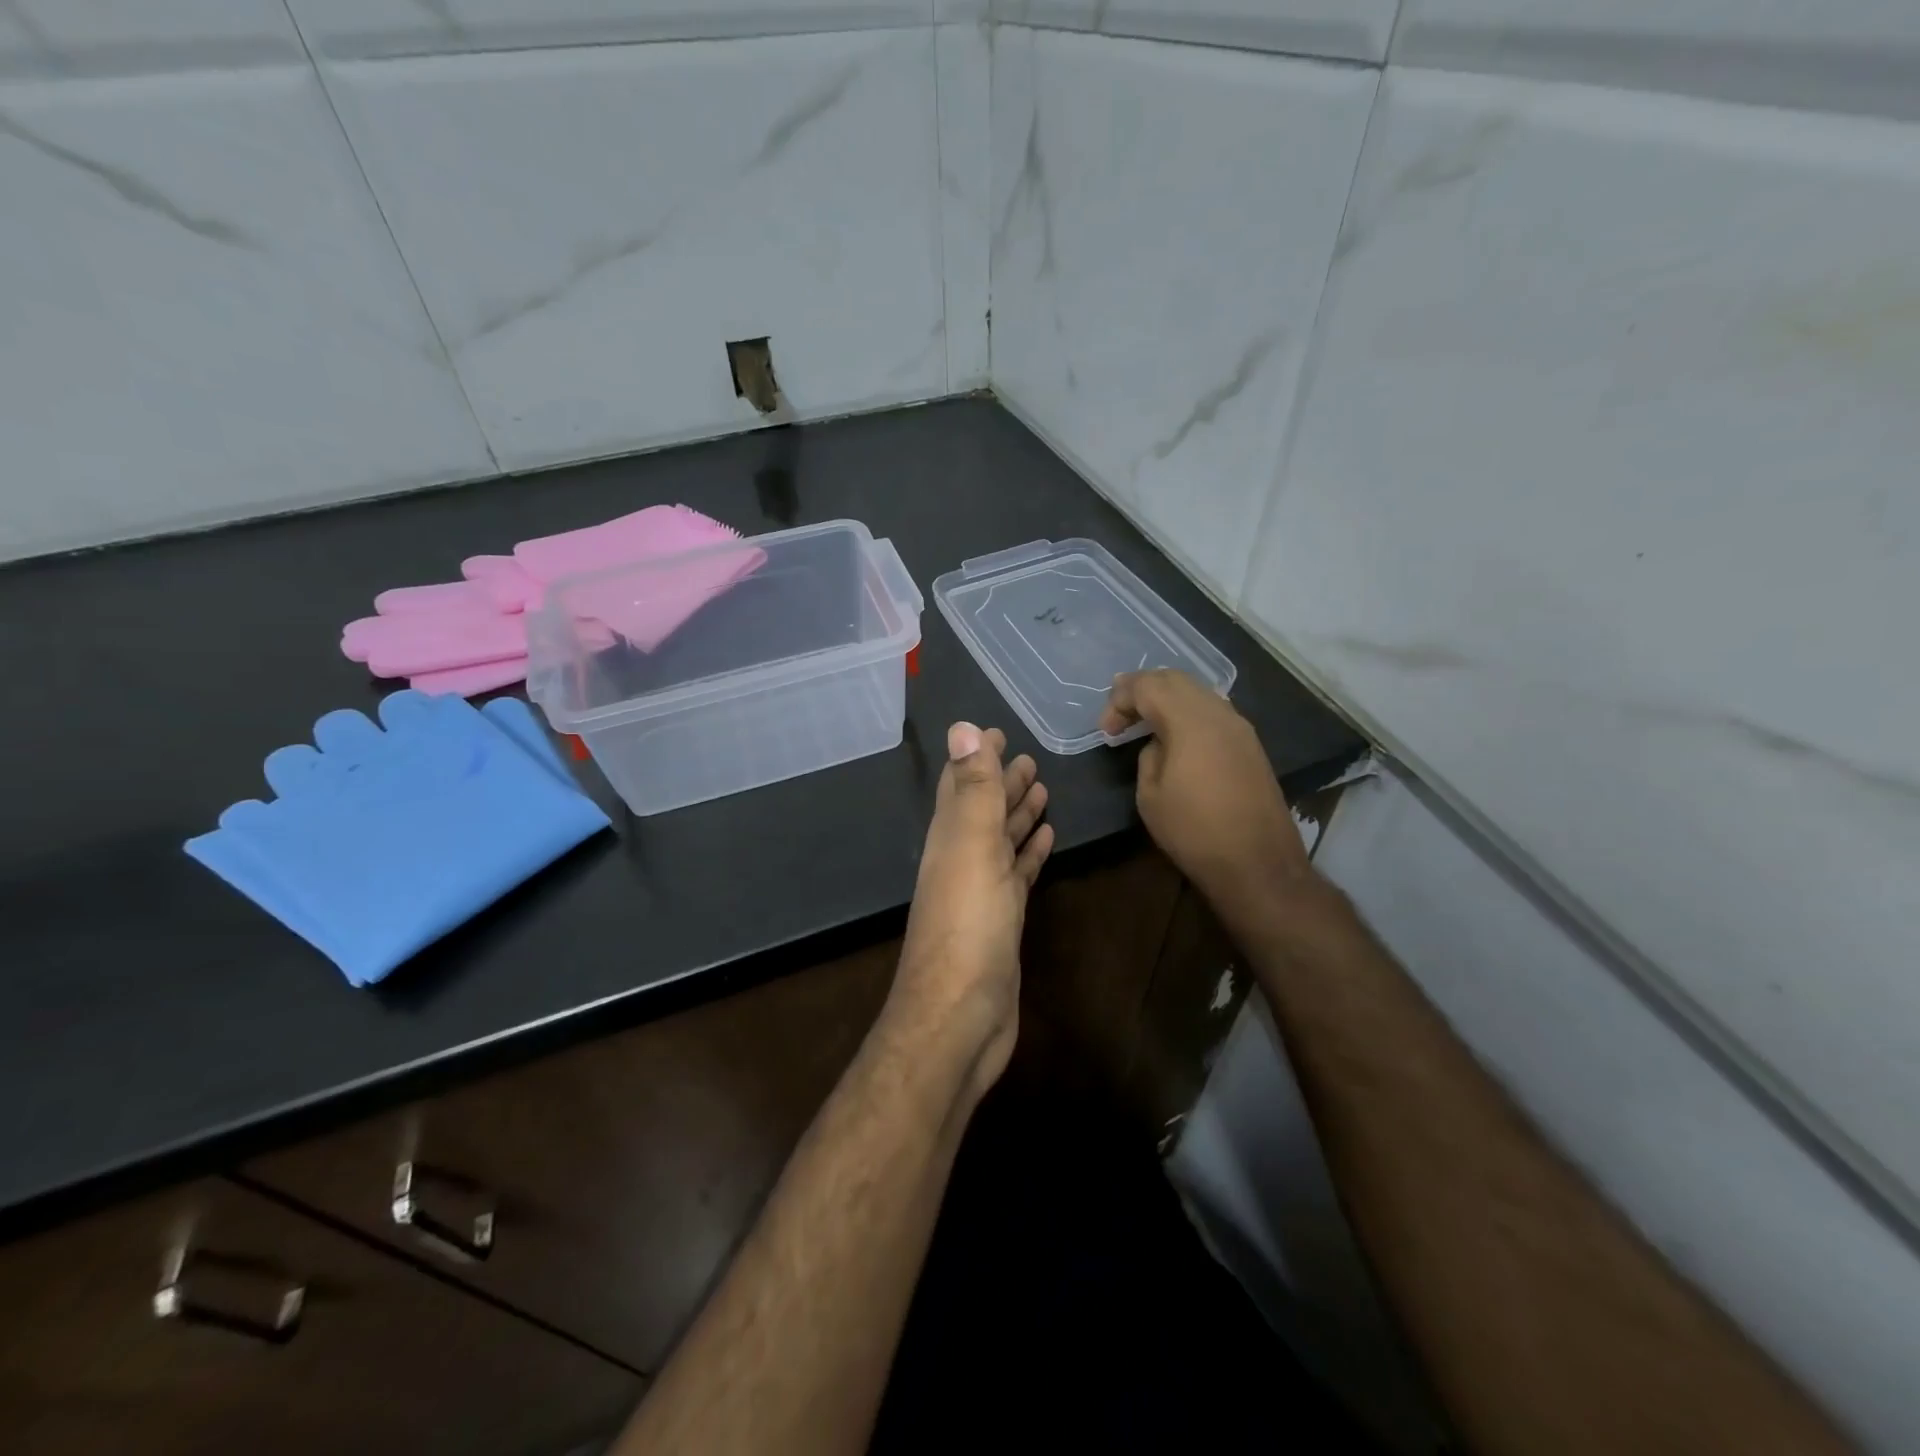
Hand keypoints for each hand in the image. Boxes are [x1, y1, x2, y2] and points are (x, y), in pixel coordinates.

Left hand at [890, 724, 1053, 1101]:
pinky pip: (1017, 874)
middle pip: (984, 810)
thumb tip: (962, 726)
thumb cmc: (968, 924)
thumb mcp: (972, 846)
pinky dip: (1029, 853)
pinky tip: (1046, 839)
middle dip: (1003, 782)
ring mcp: (982, 891)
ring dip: (1018, 814)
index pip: (962, 784)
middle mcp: (961, 858)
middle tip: (1030, 758)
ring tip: (1042, 788)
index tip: (998, 730)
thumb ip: (973, 788)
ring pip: (1001, 841)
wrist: (961, 1014)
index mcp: (950, 837)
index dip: (978, 757)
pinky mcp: (1002, 920)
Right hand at [1099, 670, 1310, 916]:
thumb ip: (1149, 756)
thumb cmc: (1194, 832)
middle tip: (1119, 710)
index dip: (1120, 699)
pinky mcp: (1250, 745)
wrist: (1258, 864)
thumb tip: (1159, 743)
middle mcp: (1219, 713)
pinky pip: (1213, 711)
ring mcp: (1240, 727)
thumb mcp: (1151, 795)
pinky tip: (1176, 733)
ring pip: (1198, 692)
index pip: (1148, 686)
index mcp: (1190, 721)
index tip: (1106, 729)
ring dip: (1167, 698)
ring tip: (1144, 717)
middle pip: (1175, 680)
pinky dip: (1188, 712)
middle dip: (1143, 688)